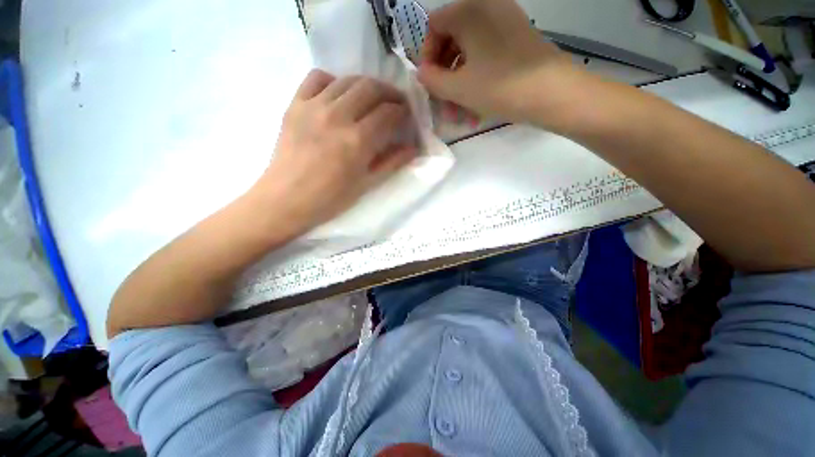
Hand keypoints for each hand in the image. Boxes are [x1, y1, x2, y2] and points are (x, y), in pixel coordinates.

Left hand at [252, 70, 417, 236]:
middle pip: (371, 88)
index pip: (388, 113)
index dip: (402, 111)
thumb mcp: (367, 184)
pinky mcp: (295, 104)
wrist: (287, 199)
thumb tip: (413, 148)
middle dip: (390, 92)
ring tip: (373, 98)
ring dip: (366, 85)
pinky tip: (339, 95)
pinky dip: (333, 81)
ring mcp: (313, 107)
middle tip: (396, 103)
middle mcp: (337, 116)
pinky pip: (316, 78)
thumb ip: (392, 162)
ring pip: (347, 80)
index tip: (407, 115)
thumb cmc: (331, 198)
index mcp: (357, 141)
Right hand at [418, 0, 587, 130]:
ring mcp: (505, 23)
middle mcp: (487, 8)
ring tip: (459, 115)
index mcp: (470, 11)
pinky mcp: (517, 40)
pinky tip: (475, 108)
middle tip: (443, 104)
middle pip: (452, 41)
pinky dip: (477, 80)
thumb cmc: (500, 87)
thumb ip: (432, 80)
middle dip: (444, 77)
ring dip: (459, 85)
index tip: (429, 83)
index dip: (427, 56)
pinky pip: (487, 57)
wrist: (553, 94)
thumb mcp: (458, 88)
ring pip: (469, 54)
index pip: (434, 26)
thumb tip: (422, 73)